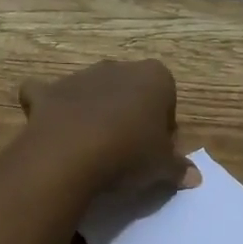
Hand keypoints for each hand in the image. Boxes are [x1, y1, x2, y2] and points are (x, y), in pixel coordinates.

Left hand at [18, 59, 198, 202]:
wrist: (72, 154)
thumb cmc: (130, 153)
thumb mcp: (163, 166)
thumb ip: (179, 167)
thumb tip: (194, 176)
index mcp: (154, 76)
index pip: (166, 97)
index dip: (163, 125)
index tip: (156, 150)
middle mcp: (118, 67)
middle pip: (130, 91)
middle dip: (129, 114)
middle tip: (127, 152)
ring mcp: (80, 76)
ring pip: (93, 90)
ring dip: (94, 111)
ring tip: (92, 149)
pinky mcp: (49, 92)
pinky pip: (48, 94)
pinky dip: (49, 105)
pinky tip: (53, 127)